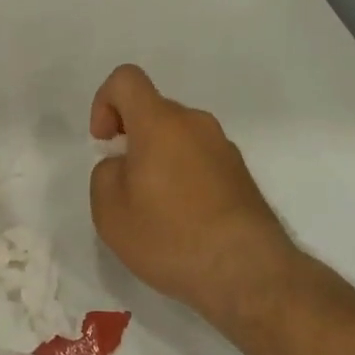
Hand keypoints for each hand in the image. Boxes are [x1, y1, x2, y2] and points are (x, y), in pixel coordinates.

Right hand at [89, 65, 291, 329]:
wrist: (249, 274)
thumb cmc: (170, 236)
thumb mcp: (109, 210)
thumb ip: (105, 174)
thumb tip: (124, 166)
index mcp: (160, 122)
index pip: (126, 79)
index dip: (105, 102)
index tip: (105, 142)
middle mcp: (195, 124)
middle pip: (153, 111)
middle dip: (132, 138)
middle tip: (126, 187)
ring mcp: (224, 148)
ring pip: (178, 137)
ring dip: (159, 160)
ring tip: (155, 210)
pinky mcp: (241, 175)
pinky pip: (200, 161)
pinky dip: (184, 178)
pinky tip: (184, 222)